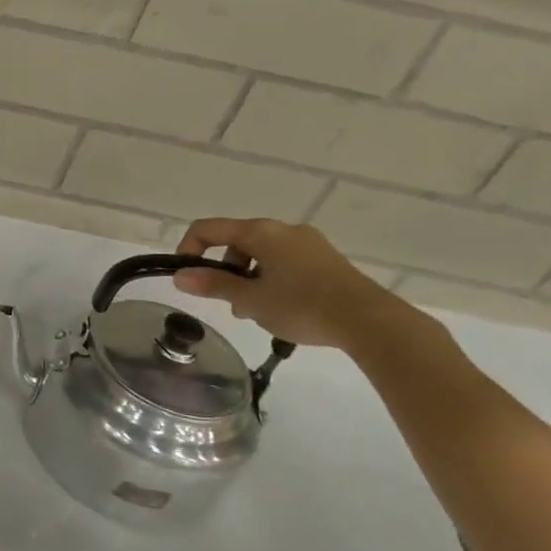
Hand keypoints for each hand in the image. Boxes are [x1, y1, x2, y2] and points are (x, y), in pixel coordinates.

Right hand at [172, 218, 403, 349]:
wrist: (371, 322)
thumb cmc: (302, 305)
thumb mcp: (250, 299)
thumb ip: (212, 285)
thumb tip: (179, 276)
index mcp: (261, 232)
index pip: (208, 229)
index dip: (188, 249)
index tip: (187, 277)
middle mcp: (283, 230)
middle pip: (236, 241)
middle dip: (224, 270)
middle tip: (228, 301)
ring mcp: (309, 244)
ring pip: (262, 255)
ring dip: (248, 279)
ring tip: (254, 311)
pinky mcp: (327, 261)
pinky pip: (285, 263)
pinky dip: (272, 280)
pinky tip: (281, 308)